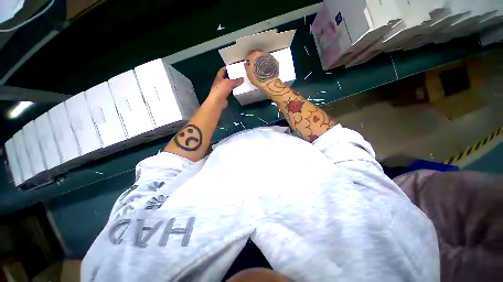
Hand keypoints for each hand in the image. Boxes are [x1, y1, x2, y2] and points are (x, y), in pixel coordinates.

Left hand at [207, 67, 243, 107]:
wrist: (217, 102)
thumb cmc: (221, 90)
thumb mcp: (229, 83)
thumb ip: (236, 80)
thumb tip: (243, 79)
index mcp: (219, 78)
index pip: (222, 70)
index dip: (227, 68)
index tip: (233, 66)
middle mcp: (219, 83)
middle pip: (226, 78)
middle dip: (232, 76)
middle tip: (239, 74)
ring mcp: (222, 90)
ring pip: (229, 85)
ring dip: (234, 84)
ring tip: (241, 82)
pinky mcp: (225, 96)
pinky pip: (230, 92)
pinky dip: (234, 91)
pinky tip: (239, 90)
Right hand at [244, 50, 279, 87]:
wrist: (269, 83)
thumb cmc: (259, 78)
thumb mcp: (248, 73)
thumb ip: (247, 67)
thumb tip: (247, 66)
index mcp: (254, 55)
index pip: (249, 54)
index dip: (248, 58)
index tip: (248, 61)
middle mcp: (262, 54)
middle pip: (257, 53)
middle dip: (255, 58)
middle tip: (253, 64)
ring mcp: (269, 57)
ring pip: (264, 56)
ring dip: (261, 60)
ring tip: (260, 67)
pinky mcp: (274, 61)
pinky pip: (269, 60)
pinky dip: (267, 63)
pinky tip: (266, 68)